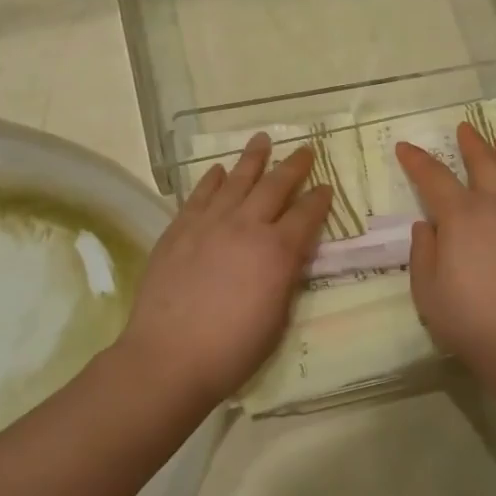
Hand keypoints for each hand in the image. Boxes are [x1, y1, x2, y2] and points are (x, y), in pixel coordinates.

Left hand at [117, 133, 332, 404]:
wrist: (169, 356)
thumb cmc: (232, 349)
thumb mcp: (277, 317)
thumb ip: (285, 277)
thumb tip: (289, 255)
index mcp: (278, 251)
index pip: (306, 215)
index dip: (319, 200)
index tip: (326, 187)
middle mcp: (247, 226)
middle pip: (275, 186)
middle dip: (294, 166)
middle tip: (305, 149)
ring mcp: (210, 223)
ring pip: (236, 180)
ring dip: (252, 158)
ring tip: (261, 139)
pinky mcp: (179, 228)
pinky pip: (200, 194)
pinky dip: (211, 179)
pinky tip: (218, 170)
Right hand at [395, 124, 495, 384]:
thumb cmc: (470, 319)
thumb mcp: (427, 290)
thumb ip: (424, 252)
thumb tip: (428, 227)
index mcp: (462, 216)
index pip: (434, 177)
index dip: (417, 161)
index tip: (405, 147)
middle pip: (484, 163)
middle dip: (471, 144)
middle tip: (464, 128)